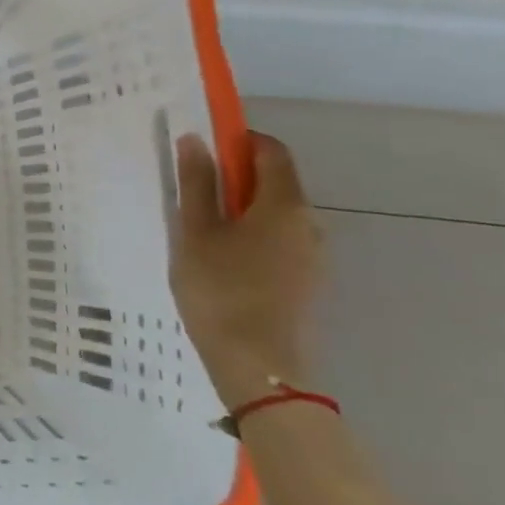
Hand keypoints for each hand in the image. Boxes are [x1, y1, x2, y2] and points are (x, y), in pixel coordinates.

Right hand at [170, 132, 323, 408]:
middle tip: (191, 192)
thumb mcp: (195, 232)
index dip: (239, 140)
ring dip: (241, 208)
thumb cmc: (219, 289)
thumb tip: (195, 139)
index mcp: (284, 205)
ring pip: (275, 214)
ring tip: (199, 230)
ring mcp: (313, 254)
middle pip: (276, 182)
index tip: (203, 147)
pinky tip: (220, 259)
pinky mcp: (306, 279)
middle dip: (235, 176)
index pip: (271, 151)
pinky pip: (279, 240)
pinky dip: (251, 234)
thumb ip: (196, 183)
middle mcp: (309, 223)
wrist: (257, 364)